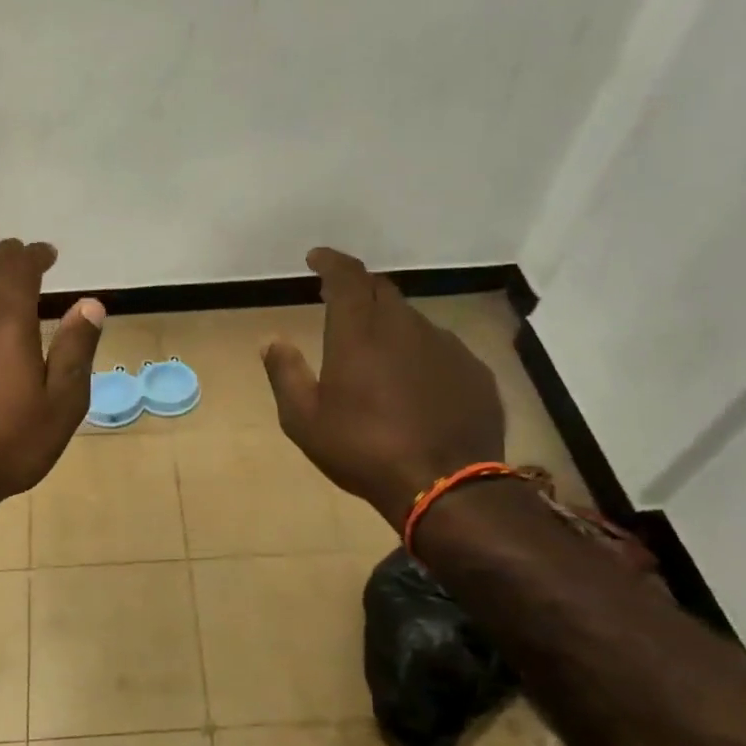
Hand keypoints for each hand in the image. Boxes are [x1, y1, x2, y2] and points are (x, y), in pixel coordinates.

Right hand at [261, 248, 504, 532]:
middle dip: (359, 290)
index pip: (347, 276)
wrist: (445, 487)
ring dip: (390, 325)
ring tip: (378, 355)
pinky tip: (415, 385)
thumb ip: (285, 374)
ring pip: (412, 320)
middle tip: (341, 304)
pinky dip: (420, 354)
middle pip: (382, 291)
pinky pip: (440, 349)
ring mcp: (446, 346)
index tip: (316, 258)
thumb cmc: (363, 450)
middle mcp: (405, 326)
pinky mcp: (474, 370)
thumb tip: (271, 340)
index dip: (331, 261)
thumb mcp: (304, 420)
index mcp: (360, 332)